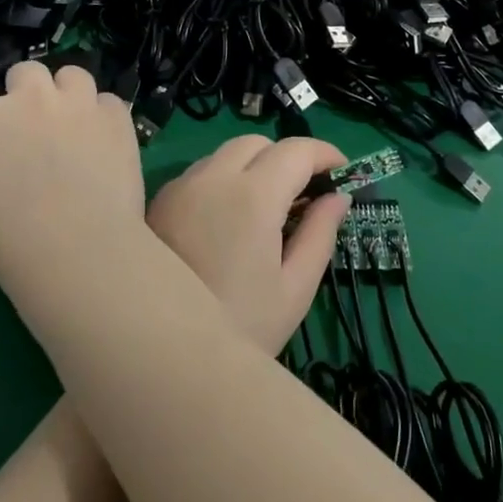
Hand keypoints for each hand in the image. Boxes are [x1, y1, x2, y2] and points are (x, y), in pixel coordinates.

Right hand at [0, 62, 145, 317]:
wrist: (80, 249)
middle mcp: (32, 98)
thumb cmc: (16, 241)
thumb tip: (1, 148)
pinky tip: (104, 138)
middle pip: (24, 71)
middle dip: (24, 91)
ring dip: (67, 93)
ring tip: (72, 119)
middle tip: (30, 122)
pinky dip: (103, 114)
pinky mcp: (117, 115)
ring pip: (71, 74)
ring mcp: (78, 102)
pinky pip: (108, 101)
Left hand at [147, 136, 348, 351]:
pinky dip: (224, 180)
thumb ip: (320, 234)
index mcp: (253, 196)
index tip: (343, 171)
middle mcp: (213, 177)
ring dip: (254, 167)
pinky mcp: (159, 201)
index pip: (297, 150)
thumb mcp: (294, 289)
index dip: (325, 154)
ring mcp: (181, 186)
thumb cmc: (240, 329)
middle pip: (259, 144)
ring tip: (267, 209)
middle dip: (288, 158)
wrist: (162, 357)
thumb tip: (338, 196)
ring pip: (226, 154)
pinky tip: (229, 220)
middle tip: (306, 194)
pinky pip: (201, 173)